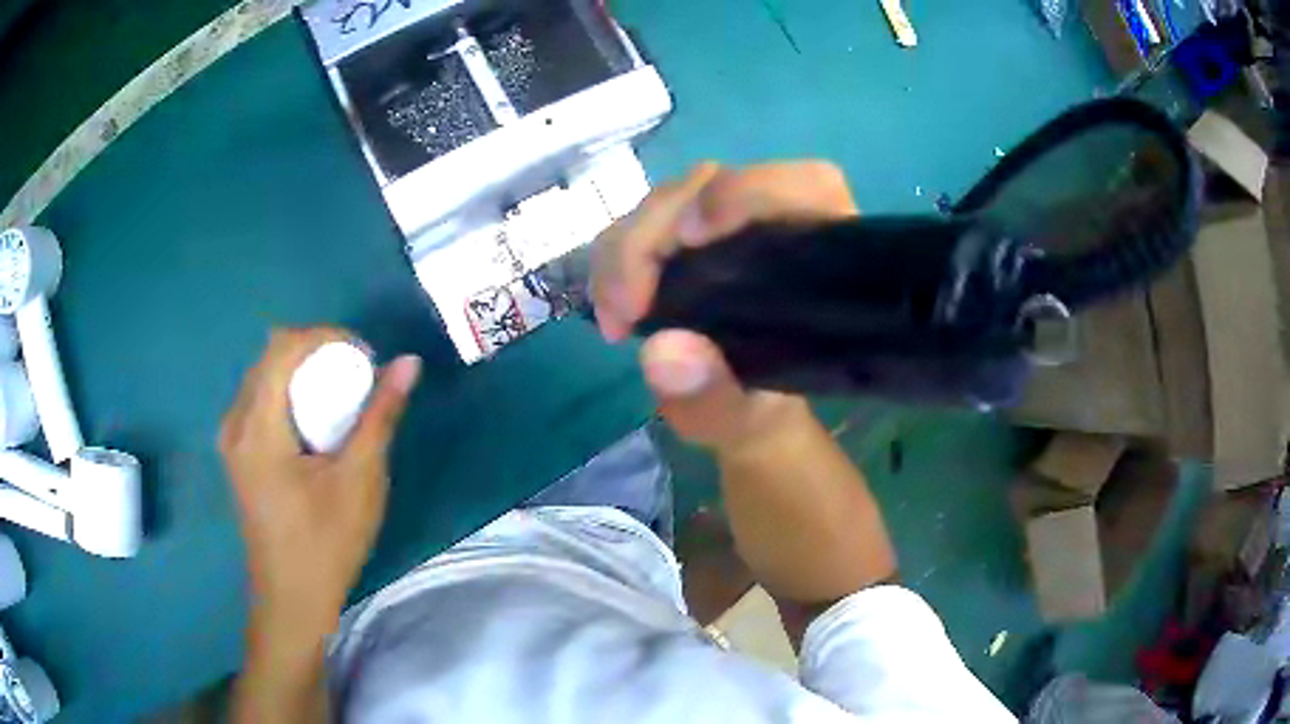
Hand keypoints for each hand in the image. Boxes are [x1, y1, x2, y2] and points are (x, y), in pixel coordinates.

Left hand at [220, 328, 421, 636]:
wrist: (293, 599)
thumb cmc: (326, 544)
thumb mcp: (360, 481)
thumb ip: (379, 416)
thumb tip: (407, 363)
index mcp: (257, 428)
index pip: (283, 347)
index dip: (325, 336)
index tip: (364, 355)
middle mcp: (235, 424)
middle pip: (269, 356)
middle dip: (315, 351)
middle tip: (357, 373)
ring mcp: (231, 440)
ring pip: (263, 376)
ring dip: (301, 372)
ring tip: (339, 394)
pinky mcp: (237, 455)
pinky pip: (259, 400)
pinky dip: (289, 393)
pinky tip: (314, 422)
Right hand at [591, 161, 858, 453]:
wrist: (746, 411)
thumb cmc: (761, 412)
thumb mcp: (743, 423)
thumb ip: (715, 398)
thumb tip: (665, 352)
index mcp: (822, 253)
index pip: (804, 184)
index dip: (746, 192)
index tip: (692, 236)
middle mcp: (776, 220)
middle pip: (713, 185)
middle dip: (653, 235)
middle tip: (625, 309)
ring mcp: (726, 220)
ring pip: (671, 200)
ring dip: (627, 249)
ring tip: (617, 314)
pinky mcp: (687, 232)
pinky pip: (643, 223)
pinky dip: (616, 259)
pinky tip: (613, 305)